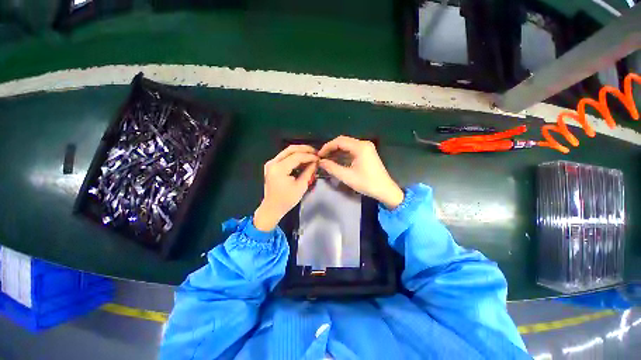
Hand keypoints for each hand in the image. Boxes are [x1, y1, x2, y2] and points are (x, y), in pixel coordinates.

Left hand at [254, 145, 317, 231]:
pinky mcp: (272, 165)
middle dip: (305, 149)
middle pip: (291, 149)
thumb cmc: (287, 200)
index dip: (309, 156)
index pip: (296, 157)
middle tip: (316, 152)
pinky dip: (295, 156)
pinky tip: (303, 159)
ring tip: (312, 155)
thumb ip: (308, 172)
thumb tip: (316, 162)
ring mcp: (271, 163)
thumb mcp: (301, 186)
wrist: (272, 207)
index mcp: (279, 169)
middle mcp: (273, 163)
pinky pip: (285, 156)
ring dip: (300, 151)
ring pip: (287, 151)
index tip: (319, 158)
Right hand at [318, 136, 403, 208]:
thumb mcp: (347, 176)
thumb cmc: (367, 183)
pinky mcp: (367, 153)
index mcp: (360, 147)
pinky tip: (337, 160)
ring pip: (347, 145)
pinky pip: (352, 150)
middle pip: (343, 141)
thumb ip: (332, 168)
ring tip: (327, 159)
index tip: (319, 155)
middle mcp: (364, 144)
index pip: (339, 141)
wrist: (385, 190)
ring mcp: (367, 148)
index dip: (327, 147)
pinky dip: (344, 154)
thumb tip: (321, 162)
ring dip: (337, 151)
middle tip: (322, 157)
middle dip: (331, 148)